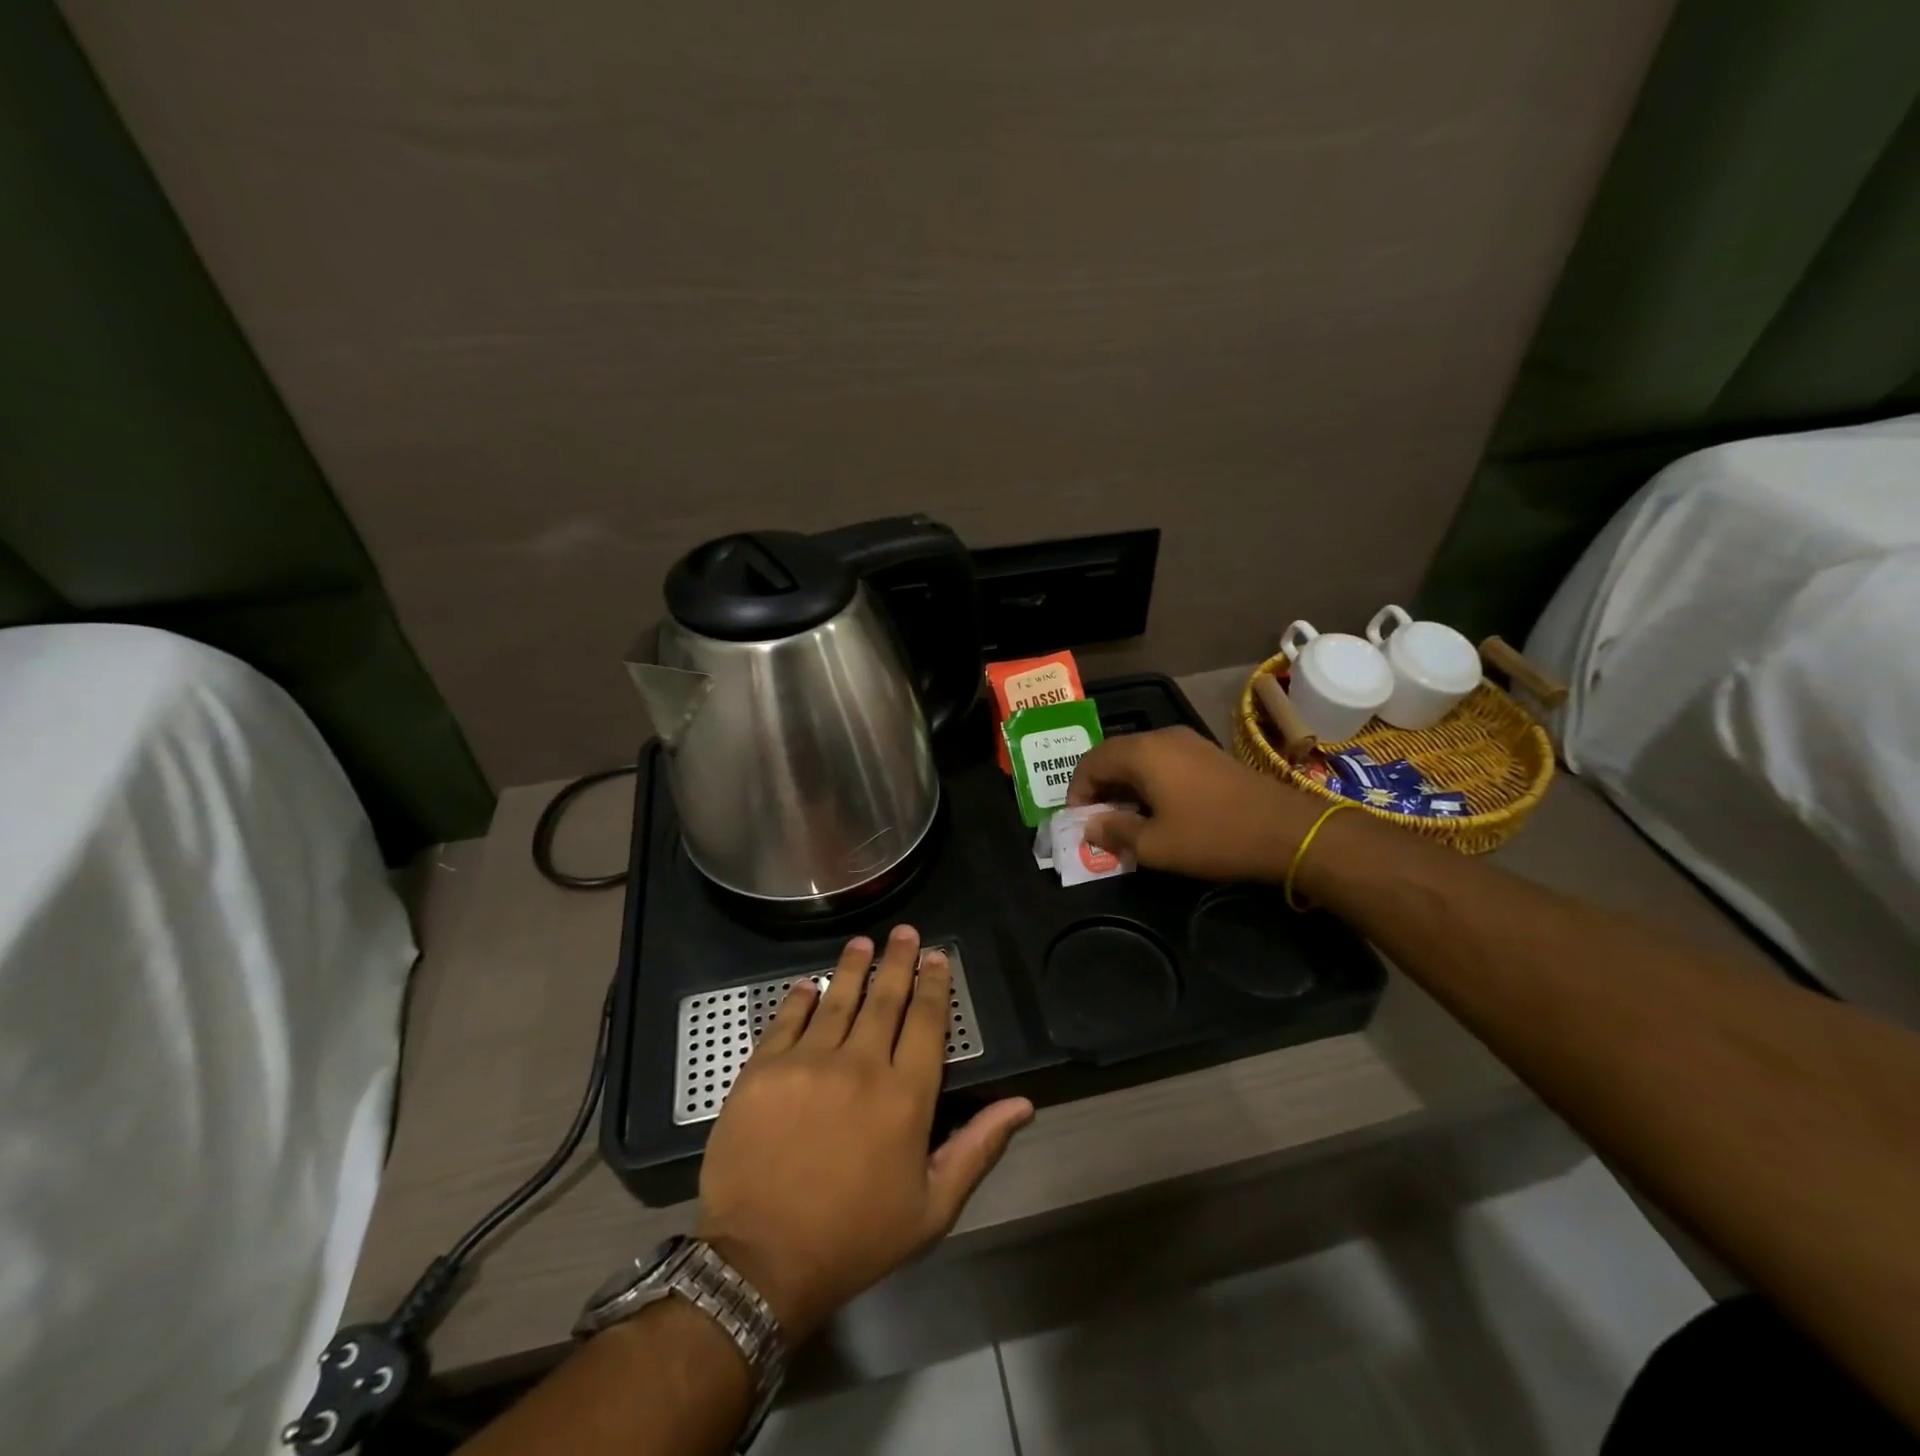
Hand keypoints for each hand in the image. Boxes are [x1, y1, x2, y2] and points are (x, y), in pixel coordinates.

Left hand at [695, 926, 1033, 1340]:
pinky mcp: (763, 1069)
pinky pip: (787, 1020)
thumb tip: (1023, 1104)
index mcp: (906, 1096)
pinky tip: (809, 984)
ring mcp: (808, 1062)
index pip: (928, 1022)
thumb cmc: (855, 1238)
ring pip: (838, 999)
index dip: (934, 984)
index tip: (937, 956)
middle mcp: (861, 1065)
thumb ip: (978, 1148)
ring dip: (853, 967)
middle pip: (885, 998)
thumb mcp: (932, 1208)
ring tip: (862, 943)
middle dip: (898, 961)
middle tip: (903, 932)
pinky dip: (801, 998)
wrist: (759, 1264)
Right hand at [1067, 726, 1319, 880]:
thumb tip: (1089, 827)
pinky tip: (1156, 810)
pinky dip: (1148, 782)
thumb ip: (1115, 832)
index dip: (1077, 791)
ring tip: (1125, 819)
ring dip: (1124, 785)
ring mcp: (1188, 742)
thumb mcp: (1156, 845)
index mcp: (1143, 753)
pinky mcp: (1207, 754)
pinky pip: (1162, 761)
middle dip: (1099, 787)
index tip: (1079, 822)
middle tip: (1098, 822)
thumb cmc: (1214, 836)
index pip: (1091, 761)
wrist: (1288, 830)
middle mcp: (1162, 737)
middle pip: (1114, 755)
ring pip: (1139, 758)